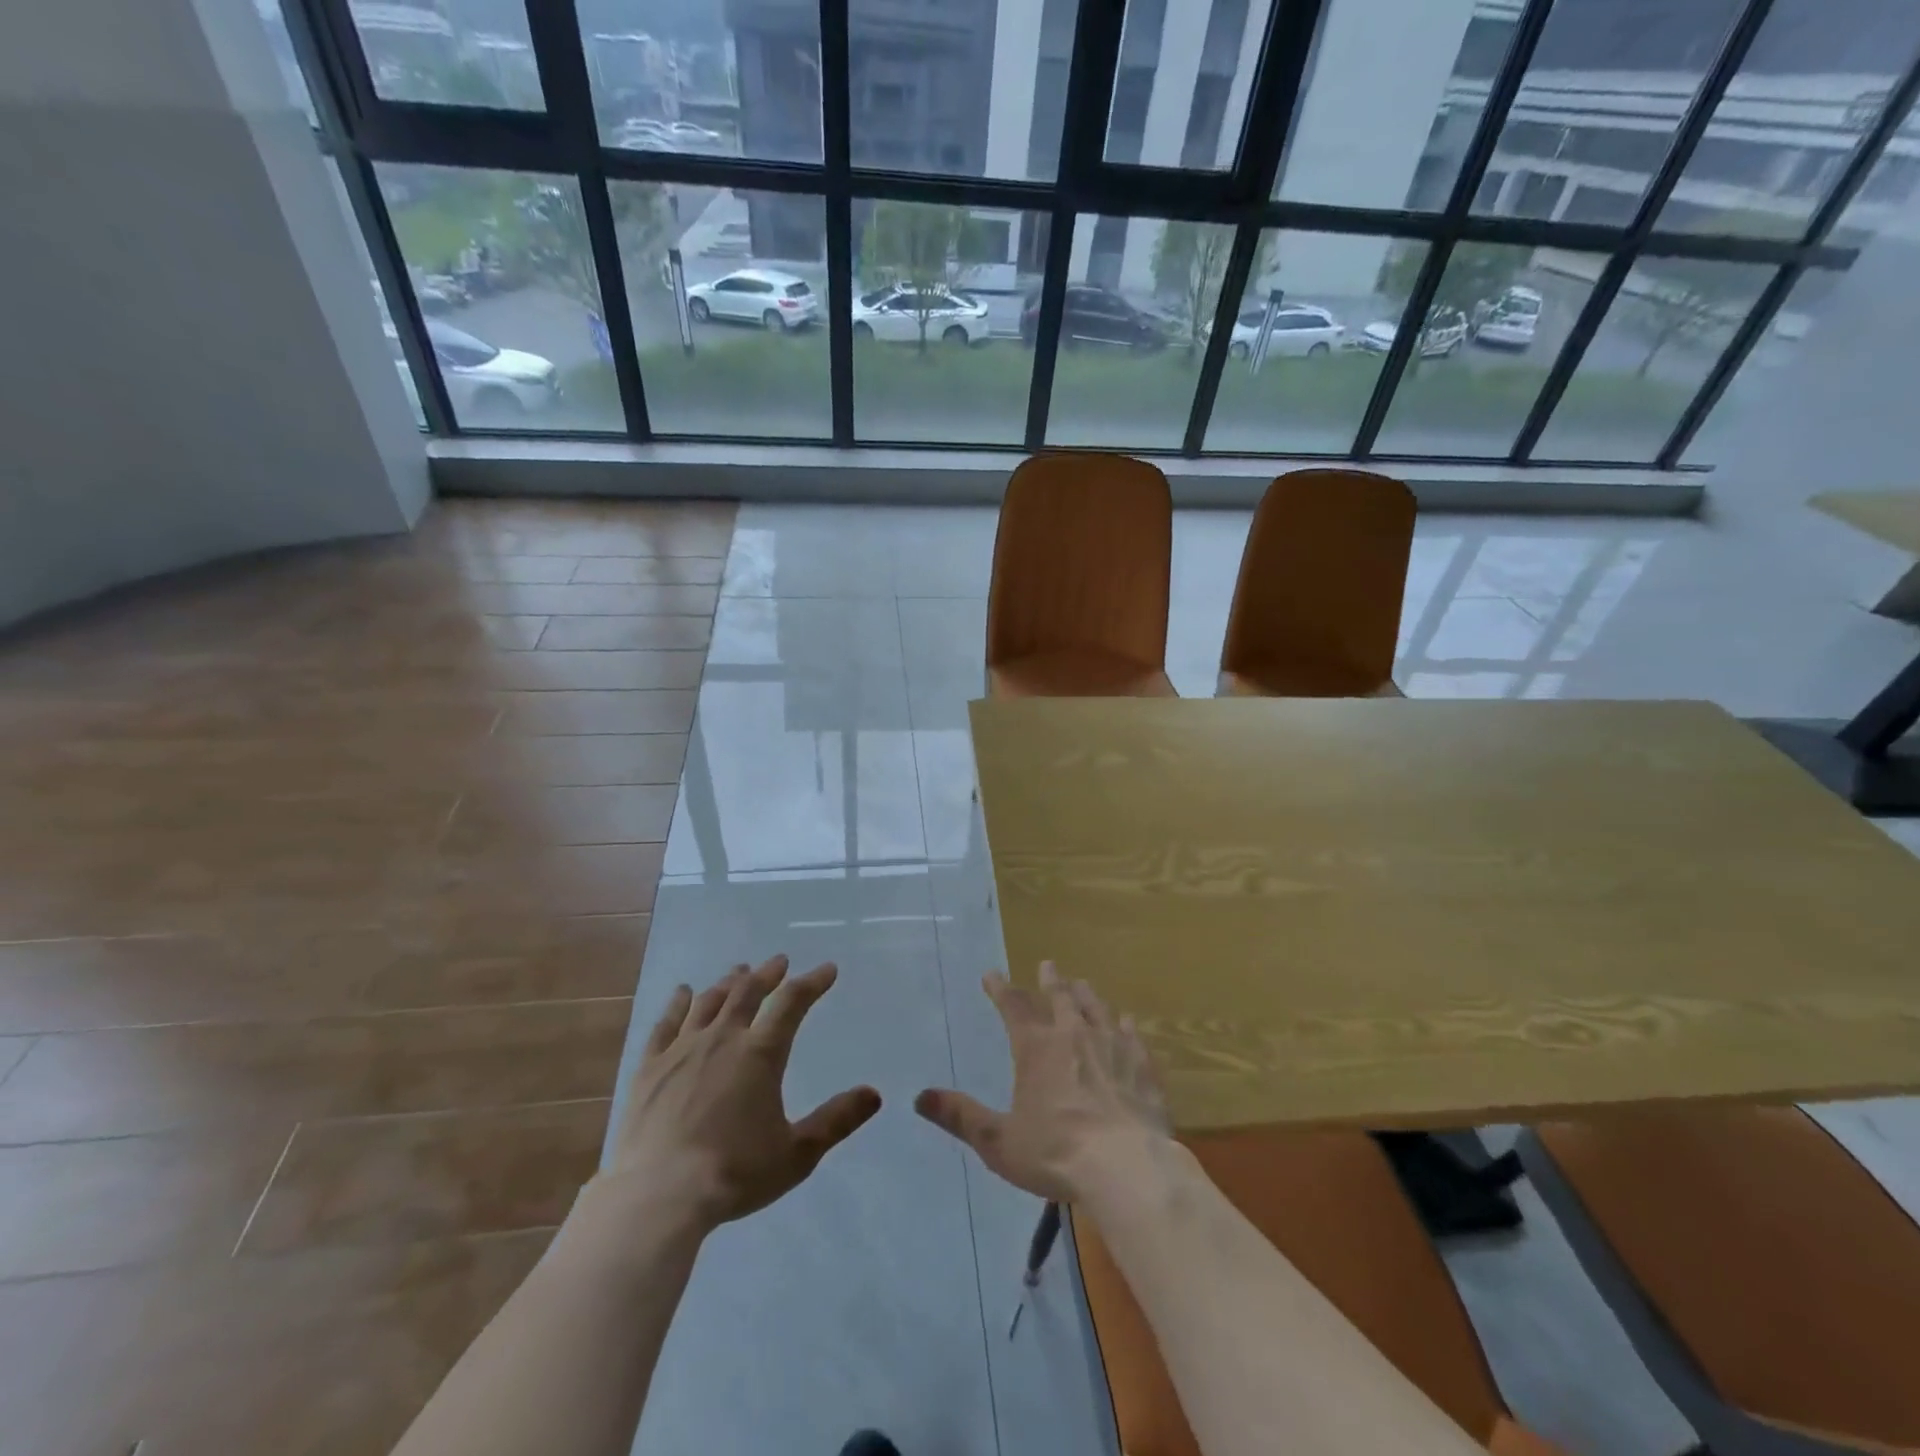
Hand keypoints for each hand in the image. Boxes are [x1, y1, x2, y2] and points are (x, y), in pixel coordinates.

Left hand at [595, 956, 881, 1230]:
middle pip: (748, 992)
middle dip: (767, 974)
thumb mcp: (797, 1154)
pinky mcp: (649, 1068)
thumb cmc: (734, 1174)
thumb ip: (836, 1120)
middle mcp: (722, 1039)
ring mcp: (681, 1050)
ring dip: (728, 983)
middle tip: (779, 961)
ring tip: (739, 971)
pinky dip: (679, 1004)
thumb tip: (874, 1093)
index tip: (827, 970)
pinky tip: (683, 992)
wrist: (659, 1197)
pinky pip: (665, 1024)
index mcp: (761, 1054)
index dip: (812, 983)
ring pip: (709, 1002)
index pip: (792, 1003)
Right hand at [915, 961, 1169, 1202]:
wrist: (1126, 1166)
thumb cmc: (1055, 1153)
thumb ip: (961, 1116)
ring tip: (1082, 984)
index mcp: (1036, 1048)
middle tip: (1048, 965)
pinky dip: (1125, 1025)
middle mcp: (1074, 1035)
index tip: (991, 974)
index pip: (1014, 1007)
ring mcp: (1112, 1046)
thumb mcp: (998, 1141)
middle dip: (1050, 980)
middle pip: (1060, 998)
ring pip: (1097, 1009)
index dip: (1001, 989)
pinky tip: (1127, 1021)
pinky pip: (1132, 1035)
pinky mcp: (1141, 1065)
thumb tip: (919, 1097)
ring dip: (1086, 994)